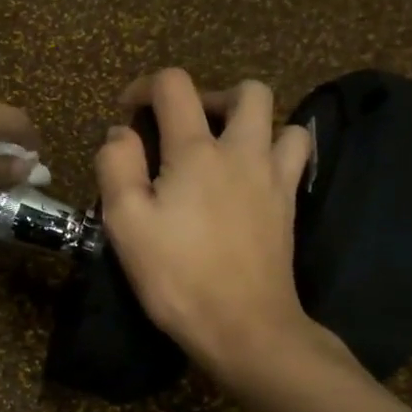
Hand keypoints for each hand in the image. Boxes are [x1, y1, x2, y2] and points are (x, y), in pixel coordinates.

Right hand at [95, 68, 348, 386]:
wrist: (243, 325)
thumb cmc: (177, 275)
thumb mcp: (125, 222)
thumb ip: (116, 166)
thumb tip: (120, 133)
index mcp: (195, 151)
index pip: (174, 86)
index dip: (145, 86)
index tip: (127, 112)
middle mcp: (242, 151)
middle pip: (246, 90)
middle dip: (210, 96)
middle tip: (183, 128)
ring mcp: (274, 177)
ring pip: (280, 119)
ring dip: (250, 122)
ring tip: (222, 149)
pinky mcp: (290, 204)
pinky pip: (295, 156)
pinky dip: (275, 149)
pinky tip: (252, 174)